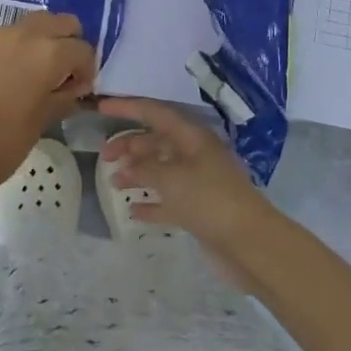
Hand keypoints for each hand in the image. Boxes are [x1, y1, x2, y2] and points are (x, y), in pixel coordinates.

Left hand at [0, 12, 95, 189]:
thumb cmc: (6, 141)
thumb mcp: (46, 118)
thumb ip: (66, 95)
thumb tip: (75, 86)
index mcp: (49, 53)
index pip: (83, 50)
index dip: (86, 70)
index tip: (79, 88)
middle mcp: (26, 34)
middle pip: (62, 22)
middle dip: (68, 43)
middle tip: (63, 70)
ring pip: (33, 23)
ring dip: (42, 40)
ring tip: (35, 69)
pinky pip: (6, 35)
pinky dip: (15, 47)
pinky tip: (8, 73)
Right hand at [98, 98, 276, 255]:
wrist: (250, 243)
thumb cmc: (210, 199)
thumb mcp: (172, 178)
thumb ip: (145, 168)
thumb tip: (128, 166)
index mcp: (191, 137)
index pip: (154, 112)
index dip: (127, 107)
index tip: (101, 106)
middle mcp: (194, 154)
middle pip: (156, 141)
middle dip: (130, 145)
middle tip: (104, 156)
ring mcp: (198, 182)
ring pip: (161, 170)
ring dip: (137, 173)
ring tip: (114, 182)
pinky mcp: (199, 210)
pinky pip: (169, 200)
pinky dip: (151, 203)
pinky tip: (133, 211)